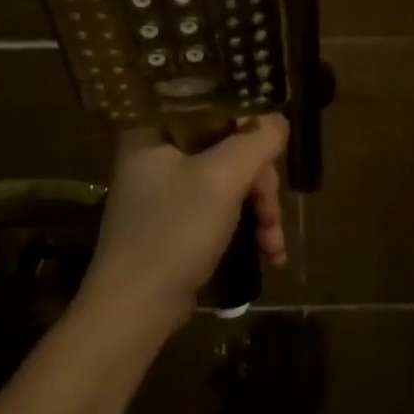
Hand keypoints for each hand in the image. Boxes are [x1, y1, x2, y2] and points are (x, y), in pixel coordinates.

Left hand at [80, 114, 289, 337]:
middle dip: (260, 183)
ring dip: (260, 210)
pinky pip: (221, 208)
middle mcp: (158, 153)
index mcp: (155, 130)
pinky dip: (246, 226)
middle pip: (228, 146)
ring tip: (273, 245)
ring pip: (230, 180)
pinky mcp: (176, 222)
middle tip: (272, 213)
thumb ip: (255, 141)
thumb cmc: (173, 232)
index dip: (249, 122)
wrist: (135, 309)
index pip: (212, 104)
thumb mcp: (221, 179)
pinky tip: (269, 254)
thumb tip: (278, 119)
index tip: (274, 148)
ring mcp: (166, 190)